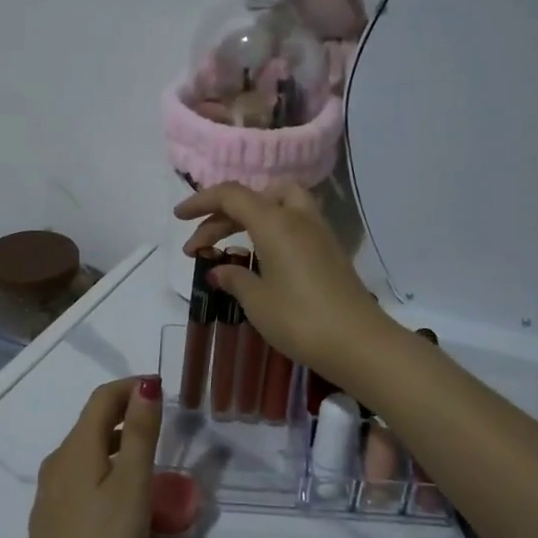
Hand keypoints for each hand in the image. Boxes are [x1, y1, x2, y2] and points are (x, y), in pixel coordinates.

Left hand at [24, 377, 163, 537]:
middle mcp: (57, 462)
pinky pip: (80, 475)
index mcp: (76, 448)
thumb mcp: (132, 485)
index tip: (161, 389)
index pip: (102, 398)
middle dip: (125, 411)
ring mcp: (50, 491)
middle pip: (92, 421)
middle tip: (160, 418)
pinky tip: (121, 491)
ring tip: (147, 453)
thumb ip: (140, 433)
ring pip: (86, 450)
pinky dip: (104, 465)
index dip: (131, 386)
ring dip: (116, 440)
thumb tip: (146, 386)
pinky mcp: (52, 517)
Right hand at [176, 182, 395, 388]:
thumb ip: (235, 279)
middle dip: (221, 216)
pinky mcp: (330, 251)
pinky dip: (270, 231)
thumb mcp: (258, 301)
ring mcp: (319, 232)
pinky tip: (260, 260)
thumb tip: (219, 270)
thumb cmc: (300, 319)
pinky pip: (293, 224)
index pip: (231, 195)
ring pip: (278, 205)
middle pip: (254, 198)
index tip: (179, 218)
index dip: (201, 201)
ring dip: (250, 218)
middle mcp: (298, 217)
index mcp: (275, 222)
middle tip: (199, 248)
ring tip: (231, 246)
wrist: (359, 343)